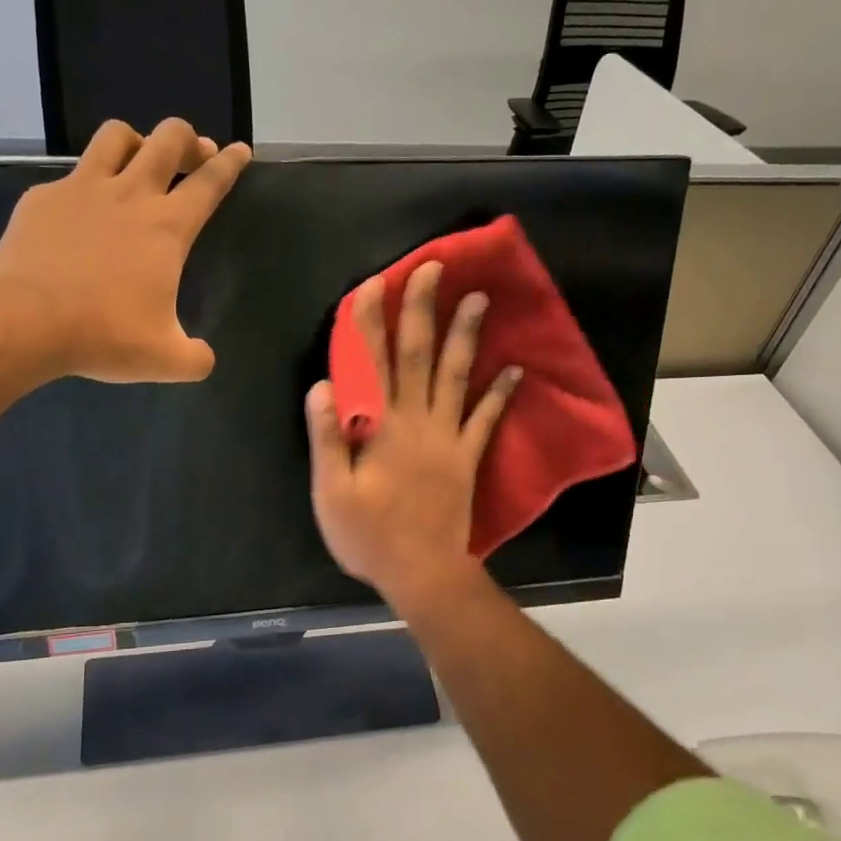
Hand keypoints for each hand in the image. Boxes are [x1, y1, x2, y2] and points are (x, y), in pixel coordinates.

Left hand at [0, 118, 250, 382]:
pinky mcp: (42, 197)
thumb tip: (204, 359)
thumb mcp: (164, 359)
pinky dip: (82, 186)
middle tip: (191, 153)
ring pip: (116, 136)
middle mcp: (130, 195)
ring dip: (135, 141)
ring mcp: (82, 189)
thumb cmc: (104, 335)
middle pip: (168, 138)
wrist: (26, 321)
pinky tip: (77, 213)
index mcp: (167, 227)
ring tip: (137, 159)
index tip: (239, 149)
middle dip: (186, 138)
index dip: (230, 163)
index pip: (210, 182)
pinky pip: (68, 176)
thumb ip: (194, 358)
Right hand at [306, 261, 521, 610]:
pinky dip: (502, 392)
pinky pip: (487, 419)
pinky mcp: (467, 456)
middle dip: (423, 309)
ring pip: (456, 376)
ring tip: (479, 298)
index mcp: (380, 427)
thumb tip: (324, 385)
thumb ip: (327, 438)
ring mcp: (448, 437)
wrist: (423, 573)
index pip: (372, 363)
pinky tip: (515, 367)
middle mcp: (417, 421)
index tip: (374, 284)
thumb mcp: (331, 492)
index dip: (370, 321)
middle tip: (433, 268)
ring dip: (466, 335)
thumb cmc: (369, 535)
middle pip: (418, 355)